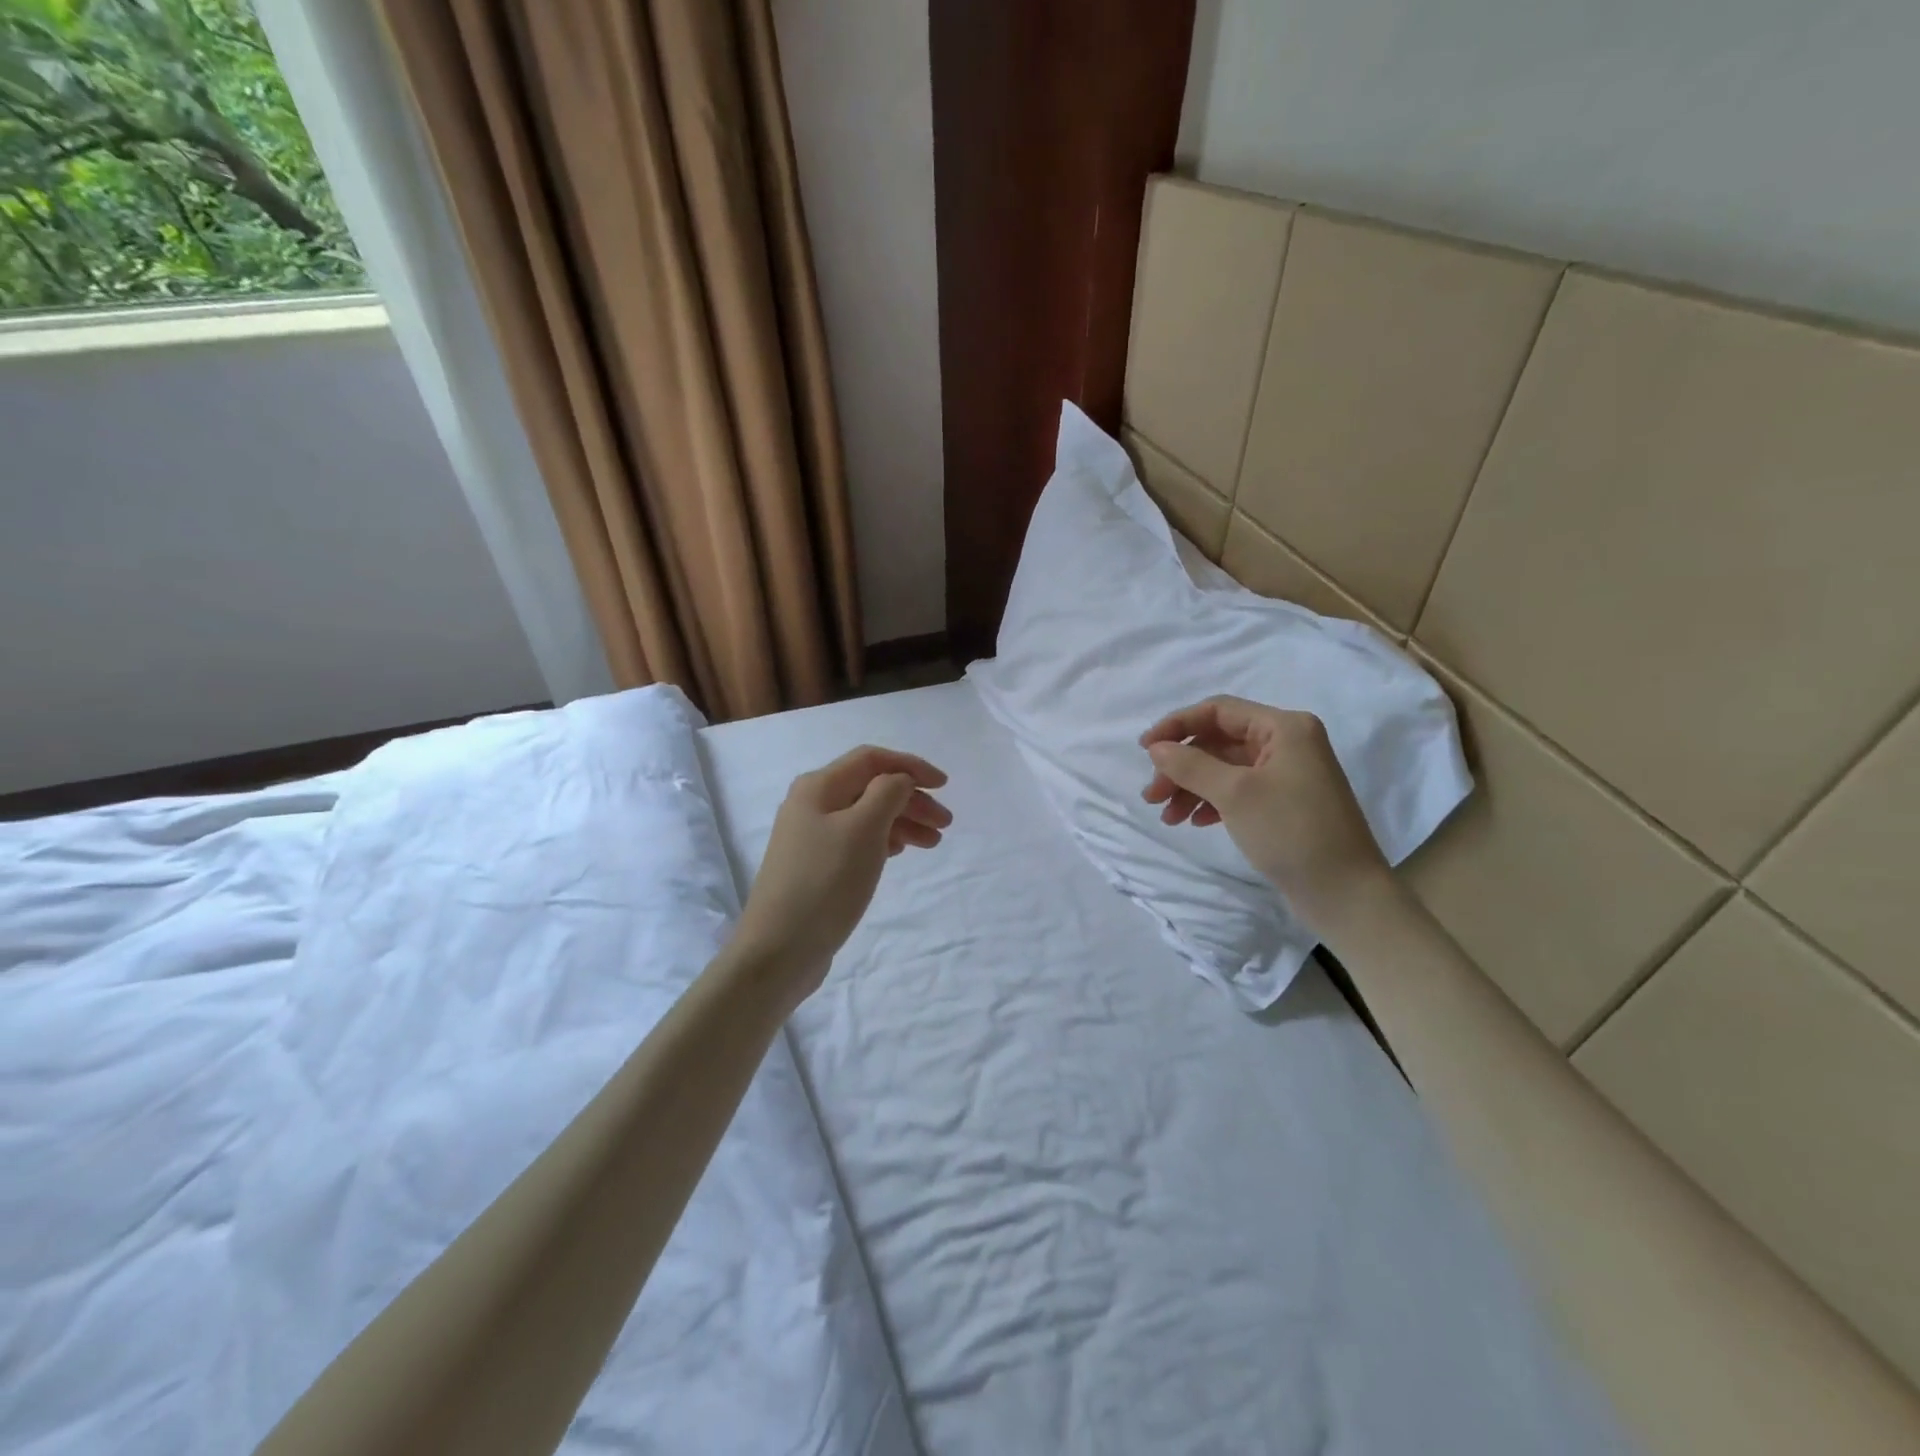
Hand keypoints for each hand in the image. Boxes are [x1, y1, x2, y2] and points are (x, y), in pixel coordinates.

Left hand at [733, 745, 950, 1007]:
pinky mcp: (815, 865)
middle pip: (870, 787)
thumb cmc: (825, 883)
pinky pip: (857, 839)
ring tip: (932, 843)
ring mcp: (810, 836)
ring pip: (866, 815)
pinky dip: (883, 840)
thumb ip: (888, 793)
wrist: (779, 950)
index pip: (872, 759)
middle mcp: (811, 804)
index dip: (911, 766)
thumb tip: (899, 780)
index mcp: (818, 787)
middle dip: (911, 799)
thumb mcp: (863, 829)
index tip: (944, 786)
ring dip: (902, 822)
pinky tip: (899, 852)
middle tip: (945, 824)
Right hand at [1140, 696, 1389, 934]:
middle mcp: (1287, 743)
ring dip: (1191, 787)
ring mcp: (1287, 774)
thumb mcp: (1235, 794)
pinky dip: (1211, 802)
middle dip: (1181, 765)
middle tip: (1152, 795)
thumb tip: (1156, 747)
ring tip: (1167, 817)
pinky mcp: (1284, 803)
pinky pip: (1238, 790)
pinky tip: (1195, 822)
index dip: (1177, 725)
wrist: (1345, 893)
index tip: (1143, 749)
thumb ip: (1191, 765)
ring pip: (1224, 768)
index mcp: (1284, 727)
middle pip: (1218, 741)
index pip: (1218, 710)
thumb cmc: (1292, 832)